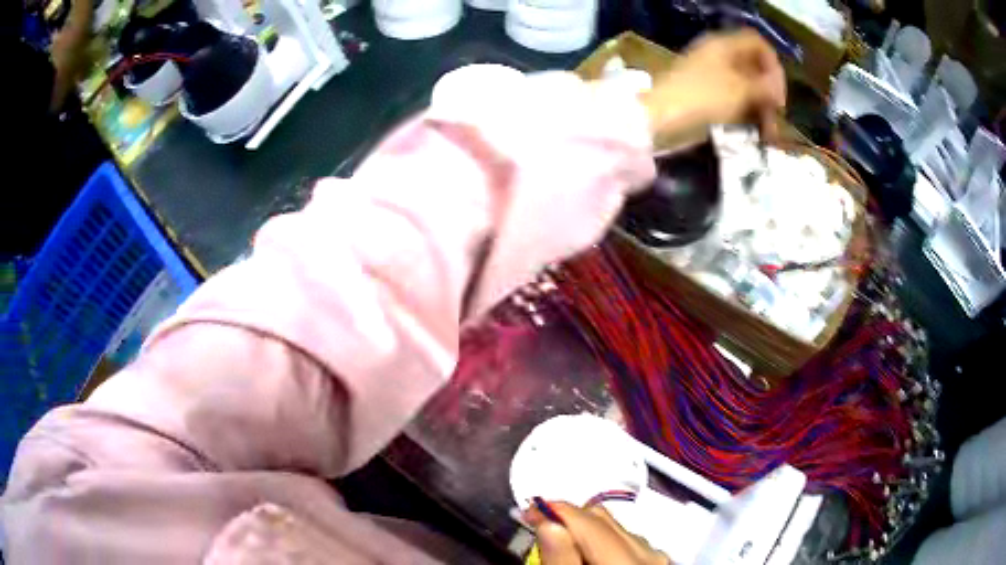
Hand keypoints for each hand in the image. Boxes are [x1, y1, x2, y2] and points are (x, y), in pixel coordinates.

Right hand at [526, 502, 668, 564]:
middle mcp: (649, 553)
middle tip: (539, 526)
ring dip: (587, 530)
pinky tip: (590, 554)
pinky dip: (605, 541)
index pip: (587, 519)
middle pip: (603, 518)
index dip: (553, 509)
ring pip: (617, 527)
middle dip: (569, 518)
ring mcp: (657, 556)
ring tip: (563, 544)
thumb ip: (560, 557)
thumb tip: (547, 521)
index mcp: (628, 559)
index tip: (529, 509)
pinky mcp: (657, 561)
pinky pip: (629, 540)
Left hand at [641, 30, 786, 145]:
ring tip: (767, 135)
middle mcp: (719, 56)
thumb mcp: (740, 90)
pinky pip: (733, 100)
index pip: (758, 44)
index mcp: (725, 45)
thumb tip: (778, 89)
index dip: (773, 65)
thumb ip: (765, 87)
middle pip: (754, 67)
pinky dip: (745, 114)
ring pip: (745, 87)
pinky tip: (754, 133)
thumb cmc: (703, 97)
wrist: (660, 117)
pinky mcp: (706, 96)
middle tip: (776, 120)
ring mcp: (712, 76)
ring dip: (760, 109)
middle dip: (769, 94)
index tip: (779, 94)